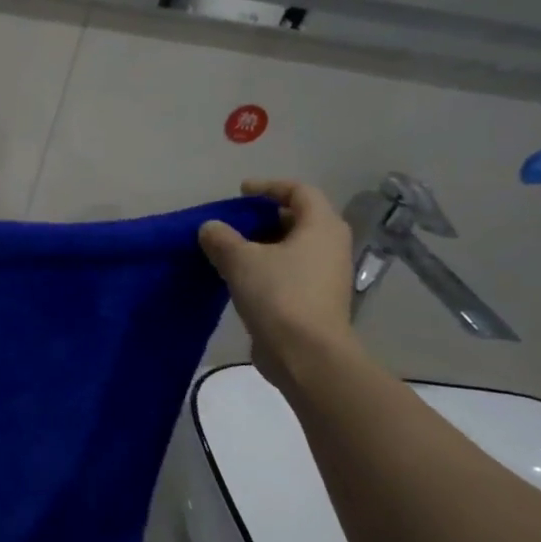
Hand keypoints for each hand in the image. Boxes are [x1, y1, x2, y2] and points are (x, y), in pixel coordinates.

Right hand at [199, 179, 356, 388]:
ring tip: (230, 250)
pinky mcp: (315, 300)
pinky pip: (289, 272)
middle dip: (264, 217)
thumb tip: (211, 228)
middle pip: (298, 219)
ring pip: (293, 248)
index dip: (269, 187)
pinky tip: (240, 278)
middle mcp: (330, 246)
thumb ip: (221, 238)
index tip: (241, 192)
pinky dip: (266, 267)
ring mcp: (325, 275)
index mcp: (321, 227)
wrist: (306, 354)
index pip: (299, 191)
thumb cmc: (278, 295)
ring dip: (263, 245)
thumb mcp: (240, 260)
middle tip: (233, 222)